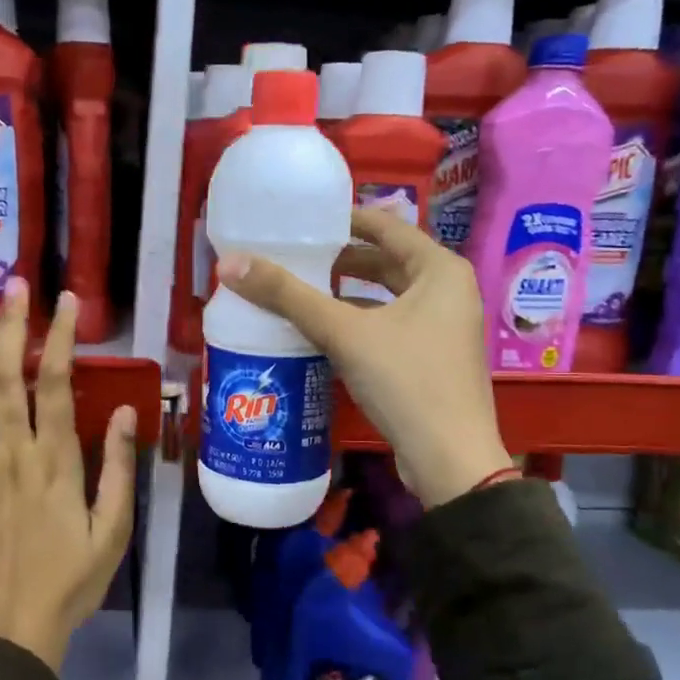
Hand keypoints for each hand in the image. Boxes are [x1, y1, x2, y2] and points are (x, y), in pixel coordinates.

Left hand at [0, 280, 137, 673]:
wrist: (10, 629)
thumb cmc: (71, 581)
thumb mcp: (113, 531)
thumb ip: (118, 469)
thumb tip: (126, 411)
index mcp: (57, 463)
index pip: (58, 386)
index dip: (61, 339)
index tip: (66, 302)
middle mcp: (13, 454)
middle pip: (11, 378)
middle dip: (14, 327)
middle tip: (16, 284)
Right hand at [216, 207, 512, 508]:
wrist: (449, 460)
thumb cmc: (406, 381)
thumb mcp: (344, 333)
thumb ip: (288, 296)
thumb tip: (230, 263)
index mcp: (440, 270)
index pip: (388, 226)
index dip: (346, 219)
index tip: (306, 220)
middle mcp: (448, 292)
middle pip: (388, 262)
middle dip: (342, 260)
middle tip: (296, 257)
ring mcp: (444, 329)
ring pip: (388, 297)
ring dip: (349, 294)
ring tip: (303, 291)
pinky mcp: (433, 360)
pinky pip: (391, 326)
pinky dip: (360, 323)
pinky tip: (325, 333)